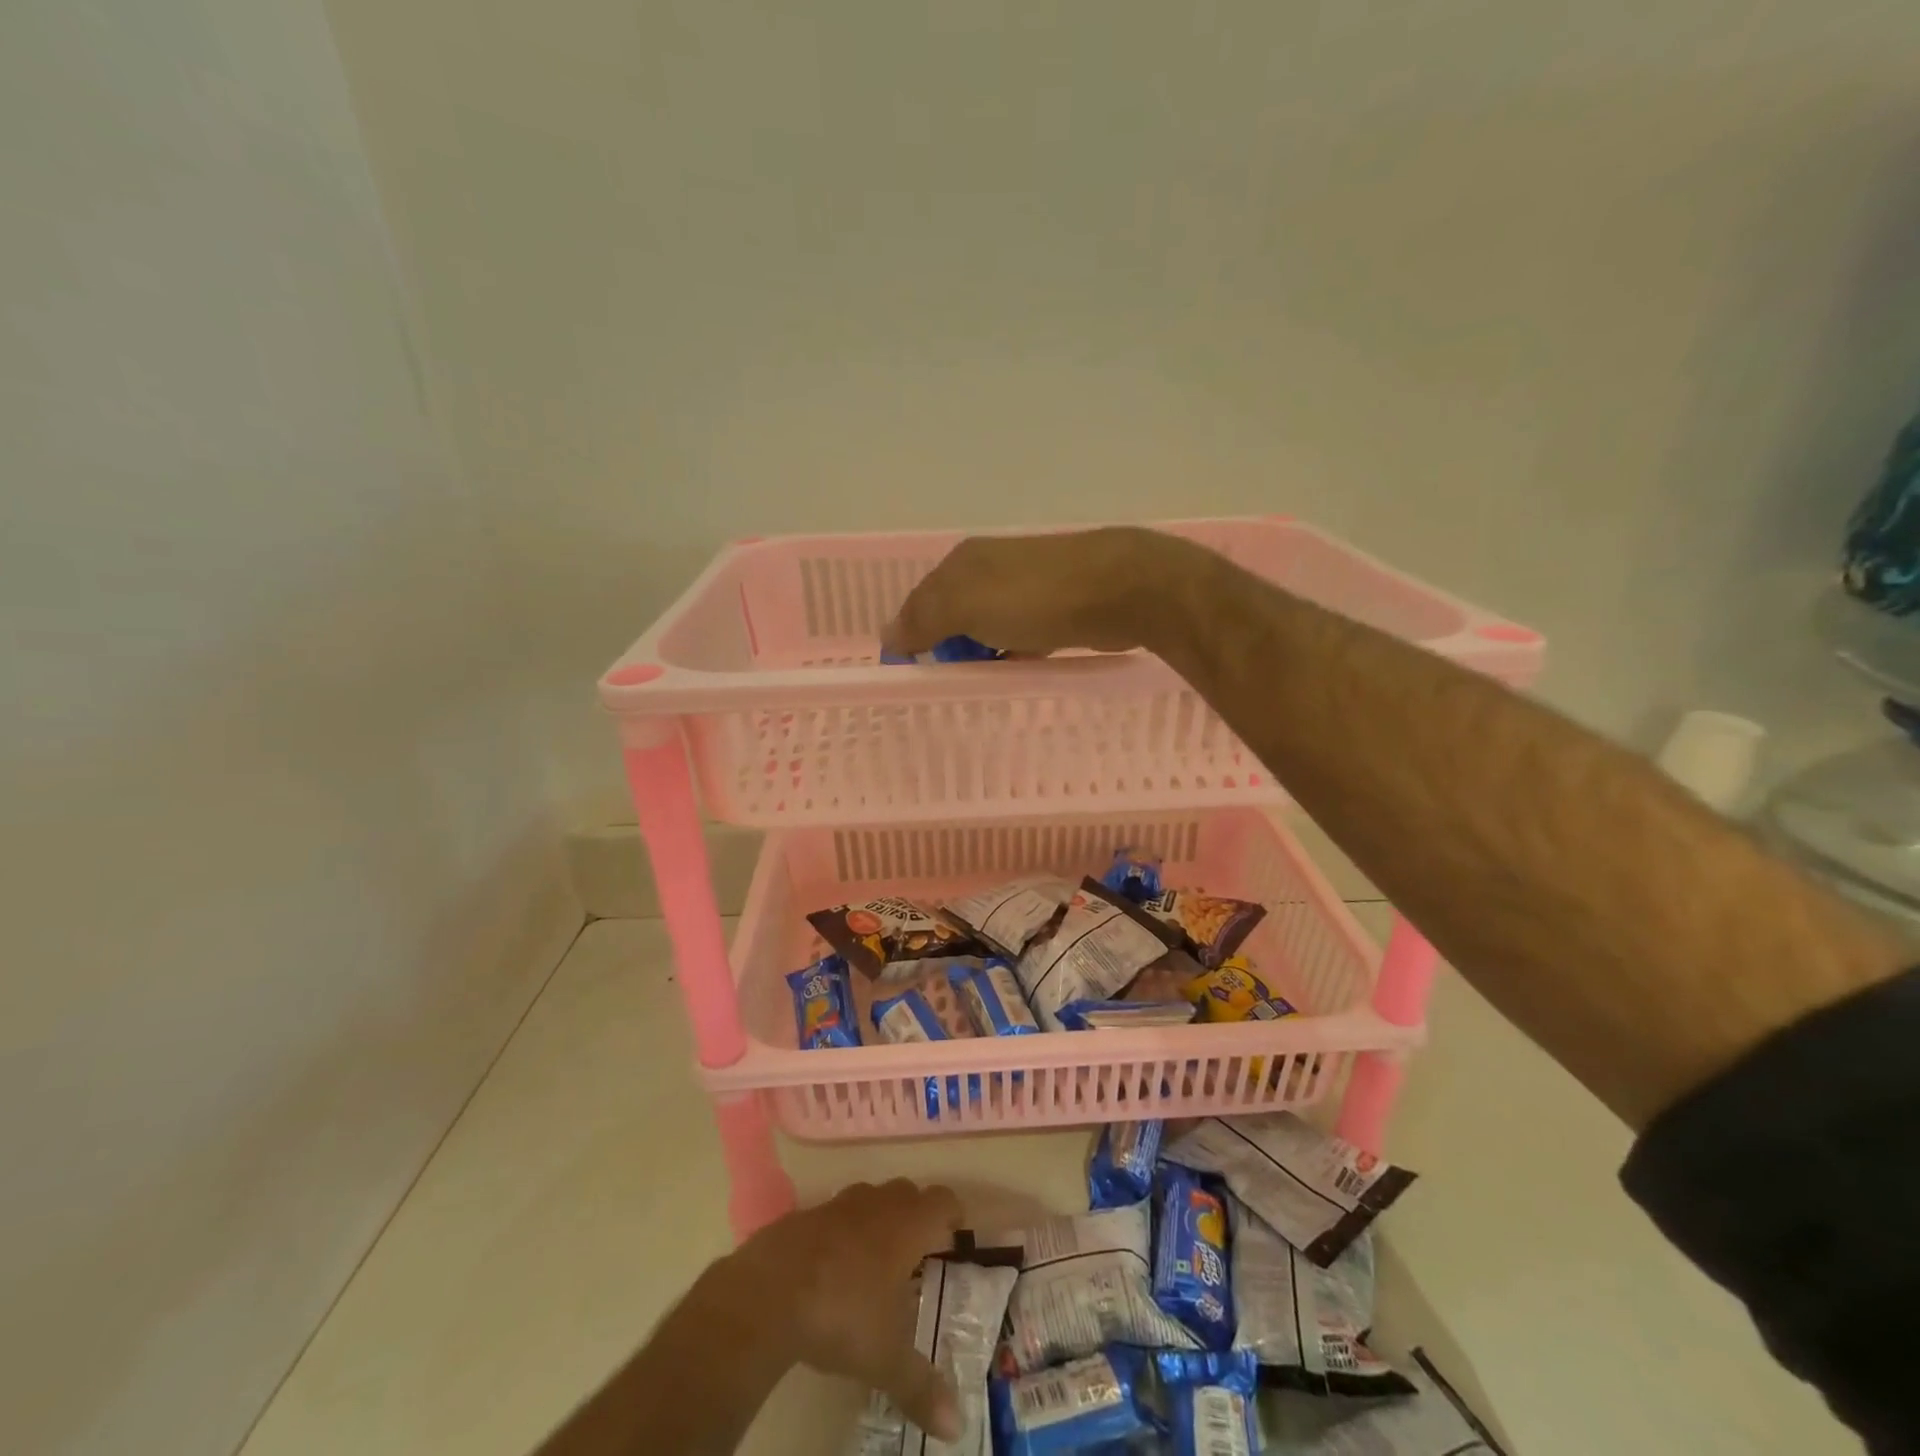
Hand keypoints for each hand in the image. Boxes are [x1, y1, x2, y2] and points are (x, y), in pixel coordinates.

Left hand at [735, 1179, 964, 1441]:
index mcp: (906, 1226)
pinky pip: (834, 1215)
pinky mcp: (804, 1215)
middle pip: (907, 1193)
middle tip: (919, 1251)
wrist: (769, 1291)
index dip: (952, 1213)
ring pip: (870, 1198)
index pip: (942, 1201)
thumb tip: (956, 1427)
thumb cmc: (842, 1313)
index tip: (956, 1232)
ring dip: (878, 1218)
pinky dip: (841, 1232)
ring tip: (876, 1258)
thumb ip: (921, 1387)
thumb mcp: (885, 1358)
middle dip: (916, 1215)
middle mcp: (877, 1204)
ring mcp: (838, 1205)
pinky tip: (832, 1267)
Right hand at [883, 527, 1189, 657]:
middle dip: (948, 646)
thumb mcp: (966, 606)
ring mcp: (1028, 585)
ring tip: (979, 682)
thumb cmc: (1035, 599)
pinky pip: (1021, 635)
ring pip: (988, 626)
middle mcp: (992, 567)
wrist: (1120, 590)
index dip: (911, 635)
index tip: (912, 671)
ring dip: (981, 653)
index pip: (921, 601)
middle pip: (954, 614)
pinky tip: (1016, 670)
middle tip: (948, 681)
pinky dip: (1013, 653)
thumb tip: (888, 635)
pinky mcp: (1058, 607)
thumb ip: (924, 619)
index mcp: (964, 562)